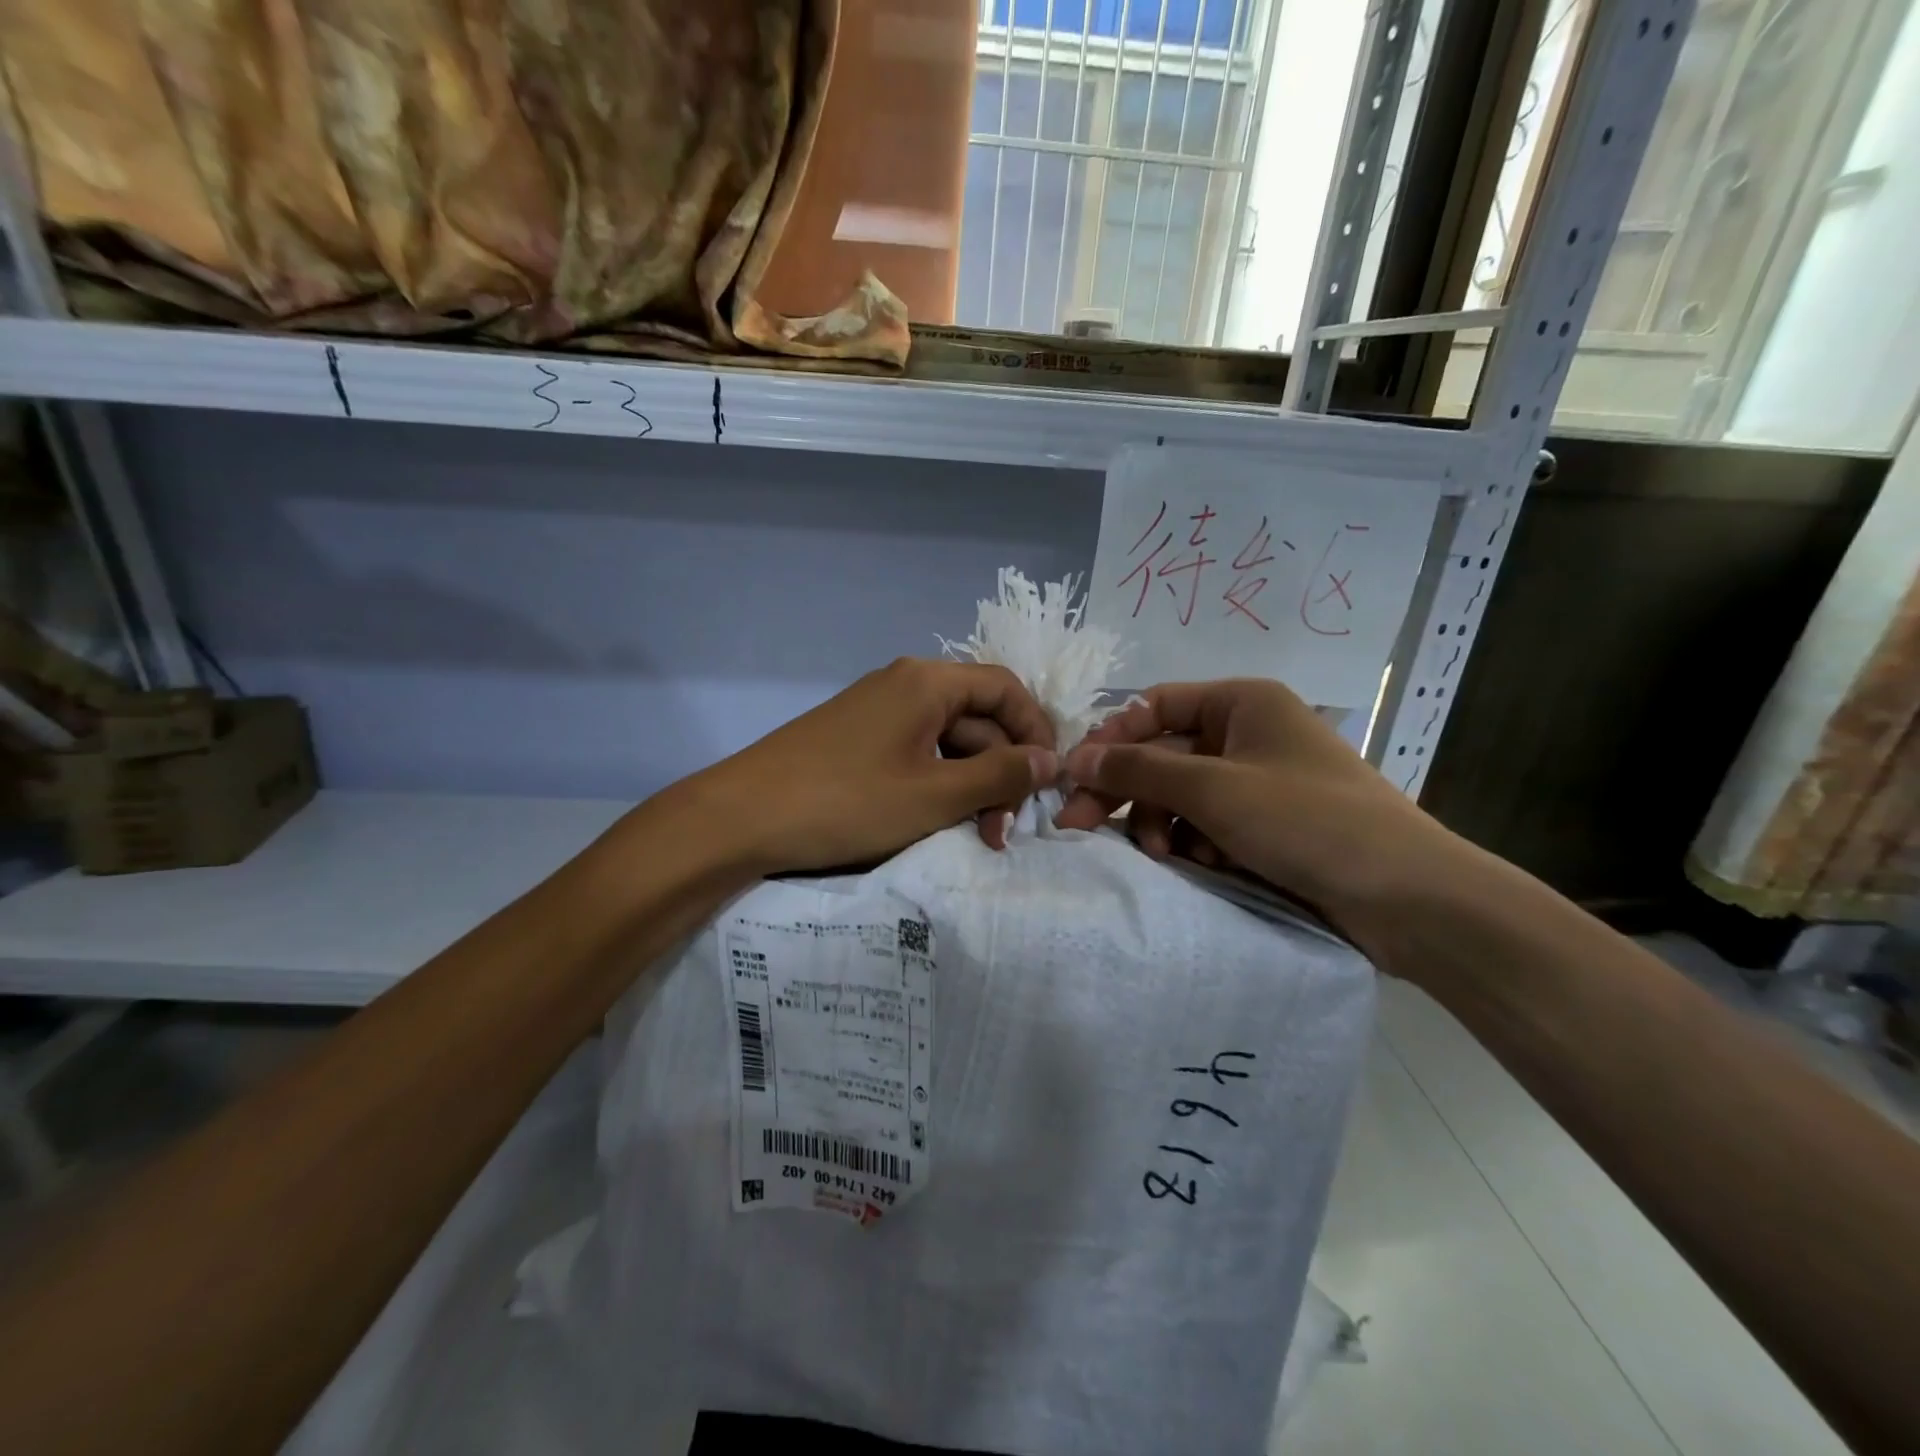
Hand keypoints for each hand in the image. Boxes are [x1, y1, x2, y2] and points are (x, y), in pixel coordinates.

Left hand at [671, 658, 1058, 875]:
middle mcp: (905, 685)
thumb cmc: (846, 802)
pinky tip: (934, 822)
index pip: (1006, 689)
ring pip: (947, 742)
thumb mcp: (934, 795)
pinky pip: (914, 754)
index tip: (1048, 781)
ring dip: (969, 785)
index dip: (1036, 732)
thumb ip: (999, 776)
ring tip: (973, 835)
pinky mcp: (857, 740)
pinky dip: (935, 785)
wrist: (740, 818)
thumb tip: (1051, 759)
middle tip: (1001, 832)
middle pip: (978, 718)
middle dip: (1000, 773)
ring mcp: (877, 712)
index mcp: (928, 682)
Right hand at [1051, 678, 1467, 947]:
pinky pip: (1209, 824)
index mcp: (1242, 704)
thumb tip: (1077, 757)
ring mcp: (1259, 782)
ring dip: (1162, 824)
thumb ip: (1140, 770)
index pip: (1155, 707)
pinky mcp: (1268, 825)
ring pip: (1183, 795)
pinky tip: (1199, 866)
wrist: (1408, 898)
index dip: (1112, 738)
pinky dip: (1194, 843)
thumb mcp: (1214, 789)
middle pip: (1164, 754)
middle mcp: (1248, 734)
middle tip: (1078, 826)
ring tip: (1161, 856)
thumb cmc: (1307, 821)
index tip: (1075, 776)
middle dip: (1127, 791)